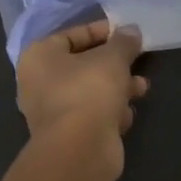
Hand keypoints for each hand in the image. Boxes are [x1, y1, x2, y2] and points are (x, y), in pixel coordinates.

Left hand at [17, 20, 148, 173]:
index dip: (101, 31)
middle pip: (83, 65)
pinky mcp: (69, 135)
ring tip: (141, 88)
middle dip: (114, 64)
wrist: (80, 150)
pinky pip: (93, 115)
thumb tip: (131, 30)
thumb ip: (123, 41)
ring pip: (91, 91)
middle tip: (138, 60)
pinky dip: (110, 113)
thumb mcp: (112, 58)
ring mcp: (53, 112)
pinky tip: (126, 116)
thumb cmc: (89, 91)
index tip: (127, 33)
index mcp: (39, 57)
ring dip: (118, 88)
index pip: (71, 35)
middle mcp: (39, 83)